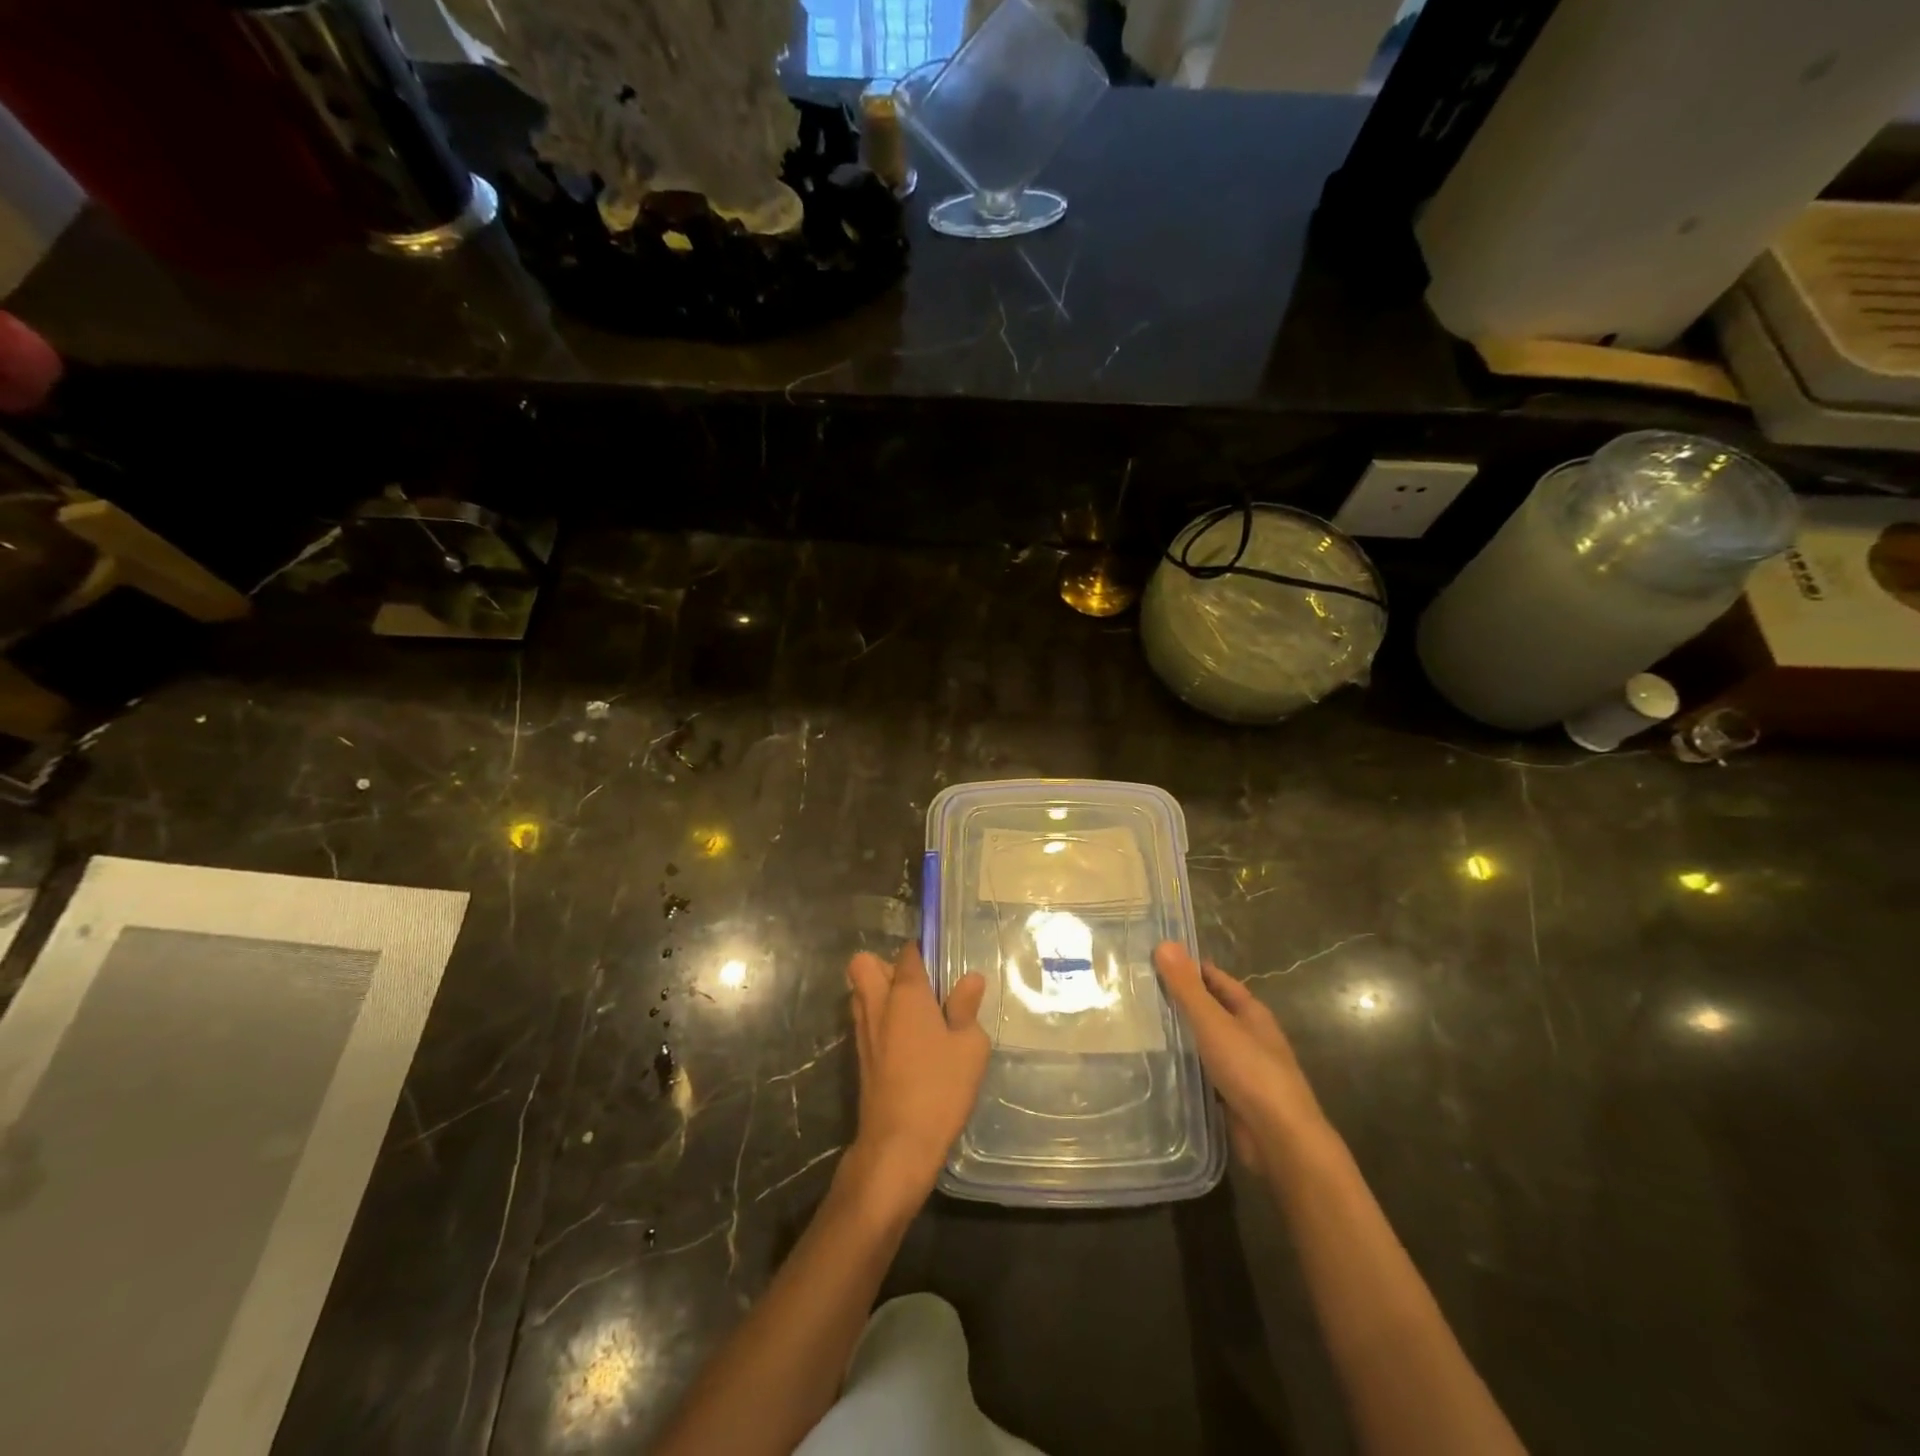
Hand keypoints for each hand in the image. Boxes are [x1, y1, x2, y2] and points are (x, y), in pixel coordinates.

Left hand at [844, 943, 989, 1213]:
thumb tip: (971, 978)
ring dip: (879, 991)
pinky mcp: (860, 1057)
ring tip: (915, 1012)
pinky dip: (879, 1017)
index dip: (922, 952)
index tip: (940, 962)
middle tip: (917, 985)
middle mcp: (877, 1004)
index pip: (907, 954)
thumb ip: (967, 1008)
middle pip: (864, 964)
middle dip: (885, 964)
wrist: (898, 1143)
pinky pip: (864, 1019)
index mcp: (906, 994)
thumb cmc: (940, 1088)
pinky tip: (908, 1040)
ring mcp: (864, 1031)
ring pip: (860, 991)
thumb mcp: (969, 1046)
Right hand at [1153, 942, 1327, 1180]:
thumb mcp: (1213, 1023)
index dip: (1191, 969)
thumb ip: (1188, 987)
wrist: (1281, 1138)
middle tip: (1141, 993)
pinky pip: (1205, 1074)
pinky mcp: (1234, 1098)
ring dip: (1183, 1037)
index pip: (1218, 980)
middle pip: (1213, 1011)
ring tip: (1142, 1028)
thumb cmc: (1250, 1071)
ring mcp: (1244, 1070)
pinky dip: (1186, 1067)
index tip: (1158, 962)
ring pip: (1207, 1044)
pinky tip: (1160, 1067)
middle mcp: (1250, 1037)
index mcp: (1251, 1013)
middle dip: (1183, 1002)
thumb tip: (1164, 943)